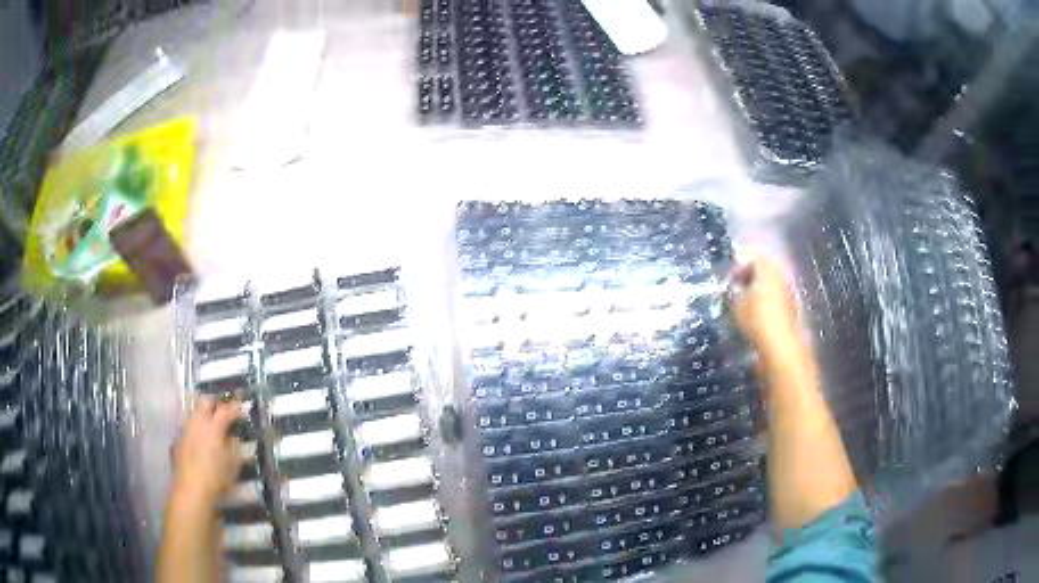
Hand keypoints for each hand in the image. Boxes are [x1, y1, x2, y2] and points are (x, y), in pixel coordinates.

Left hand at [171, 397, 242, 504]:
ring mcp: (185, 429)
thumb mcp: (233, 464)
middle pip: (205, 401)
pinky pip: (187, 428)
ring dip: (202, 415)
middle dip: (215, 403)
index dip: (235, 407)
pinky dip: (194, 430)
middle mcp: (197, 421)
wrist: (191, 489)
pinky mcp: (177, 440)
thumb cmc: (216, 477)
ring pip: (193, 412)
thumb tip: (235, 438)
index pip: (226, 409)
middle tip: (223, 410)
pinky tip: (198, 442)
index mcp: (213, 425)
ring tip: (210, 425)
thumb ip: (235, 447)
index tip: (243, 407)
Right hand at [730, 255, 802, 359]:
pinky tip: (760, 314)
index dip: (740, 266)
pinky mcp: (793, 308)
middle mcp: (781, 275)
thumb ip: (734, 291)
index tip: (731, 278)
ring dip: (761, 290)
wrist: (781, 345)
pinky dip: (769, 302)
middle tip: (739, 288)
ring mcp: (790, 292)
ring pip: (773, 284)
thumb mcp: (736, 304)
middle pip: (766, 269)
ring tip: (748, 303)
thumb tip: (735, 286)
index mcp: (768, 269)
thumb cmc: (756, 319)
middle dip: (752, 277)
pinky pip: (778, 298)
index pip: (753, 257)